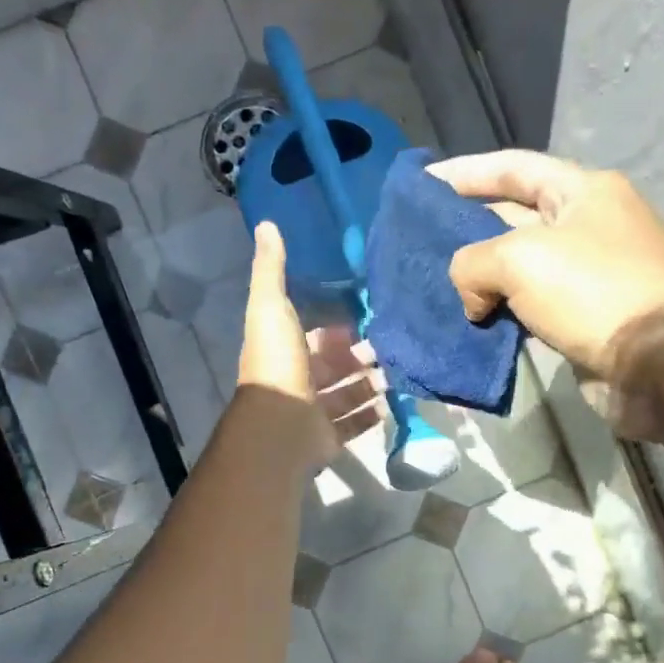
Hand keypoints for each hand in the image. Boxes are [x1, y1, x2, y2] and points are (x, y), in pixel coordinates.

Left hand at [238, 221, 385, 465]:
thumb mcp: (271, 306)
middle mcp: (297, 379)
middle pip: (333, 365)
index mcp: (284, 348)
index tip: (365, 312)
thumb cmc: (278, 363)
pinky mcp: (328, 438)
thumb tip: (266, 224)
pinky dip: (371, 415)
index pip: (313, 333)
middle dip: (358, 355)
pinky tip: (391, 403)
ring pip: (346, 394)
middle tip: (390, 344)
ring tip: (397, 371)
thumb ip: (271, 269)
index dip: (335, 324)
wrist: (280, 426)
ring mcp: (312, 412)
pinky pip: (354, 424)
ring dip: (369, 384)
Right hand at [430, 151, 663, 435]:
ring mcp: (586, 275)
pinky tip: (466, 321)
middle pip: (513, 216)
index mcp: (581, 191)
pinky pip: (528, 307)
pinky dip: (498, 312)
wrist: (663, 363)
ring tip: (431, 284)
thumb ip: (473, 263)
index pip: (512, 167)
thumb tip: (473, 300)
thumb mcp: (520, 258)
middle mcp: (586, 226)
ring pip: (518, 268)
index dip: (464, 172)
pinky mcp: (582, 320)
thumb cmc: (594, 290)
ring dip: (479, 277)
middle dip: (465, 227)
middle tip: (416, 241)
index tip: (421, 183)